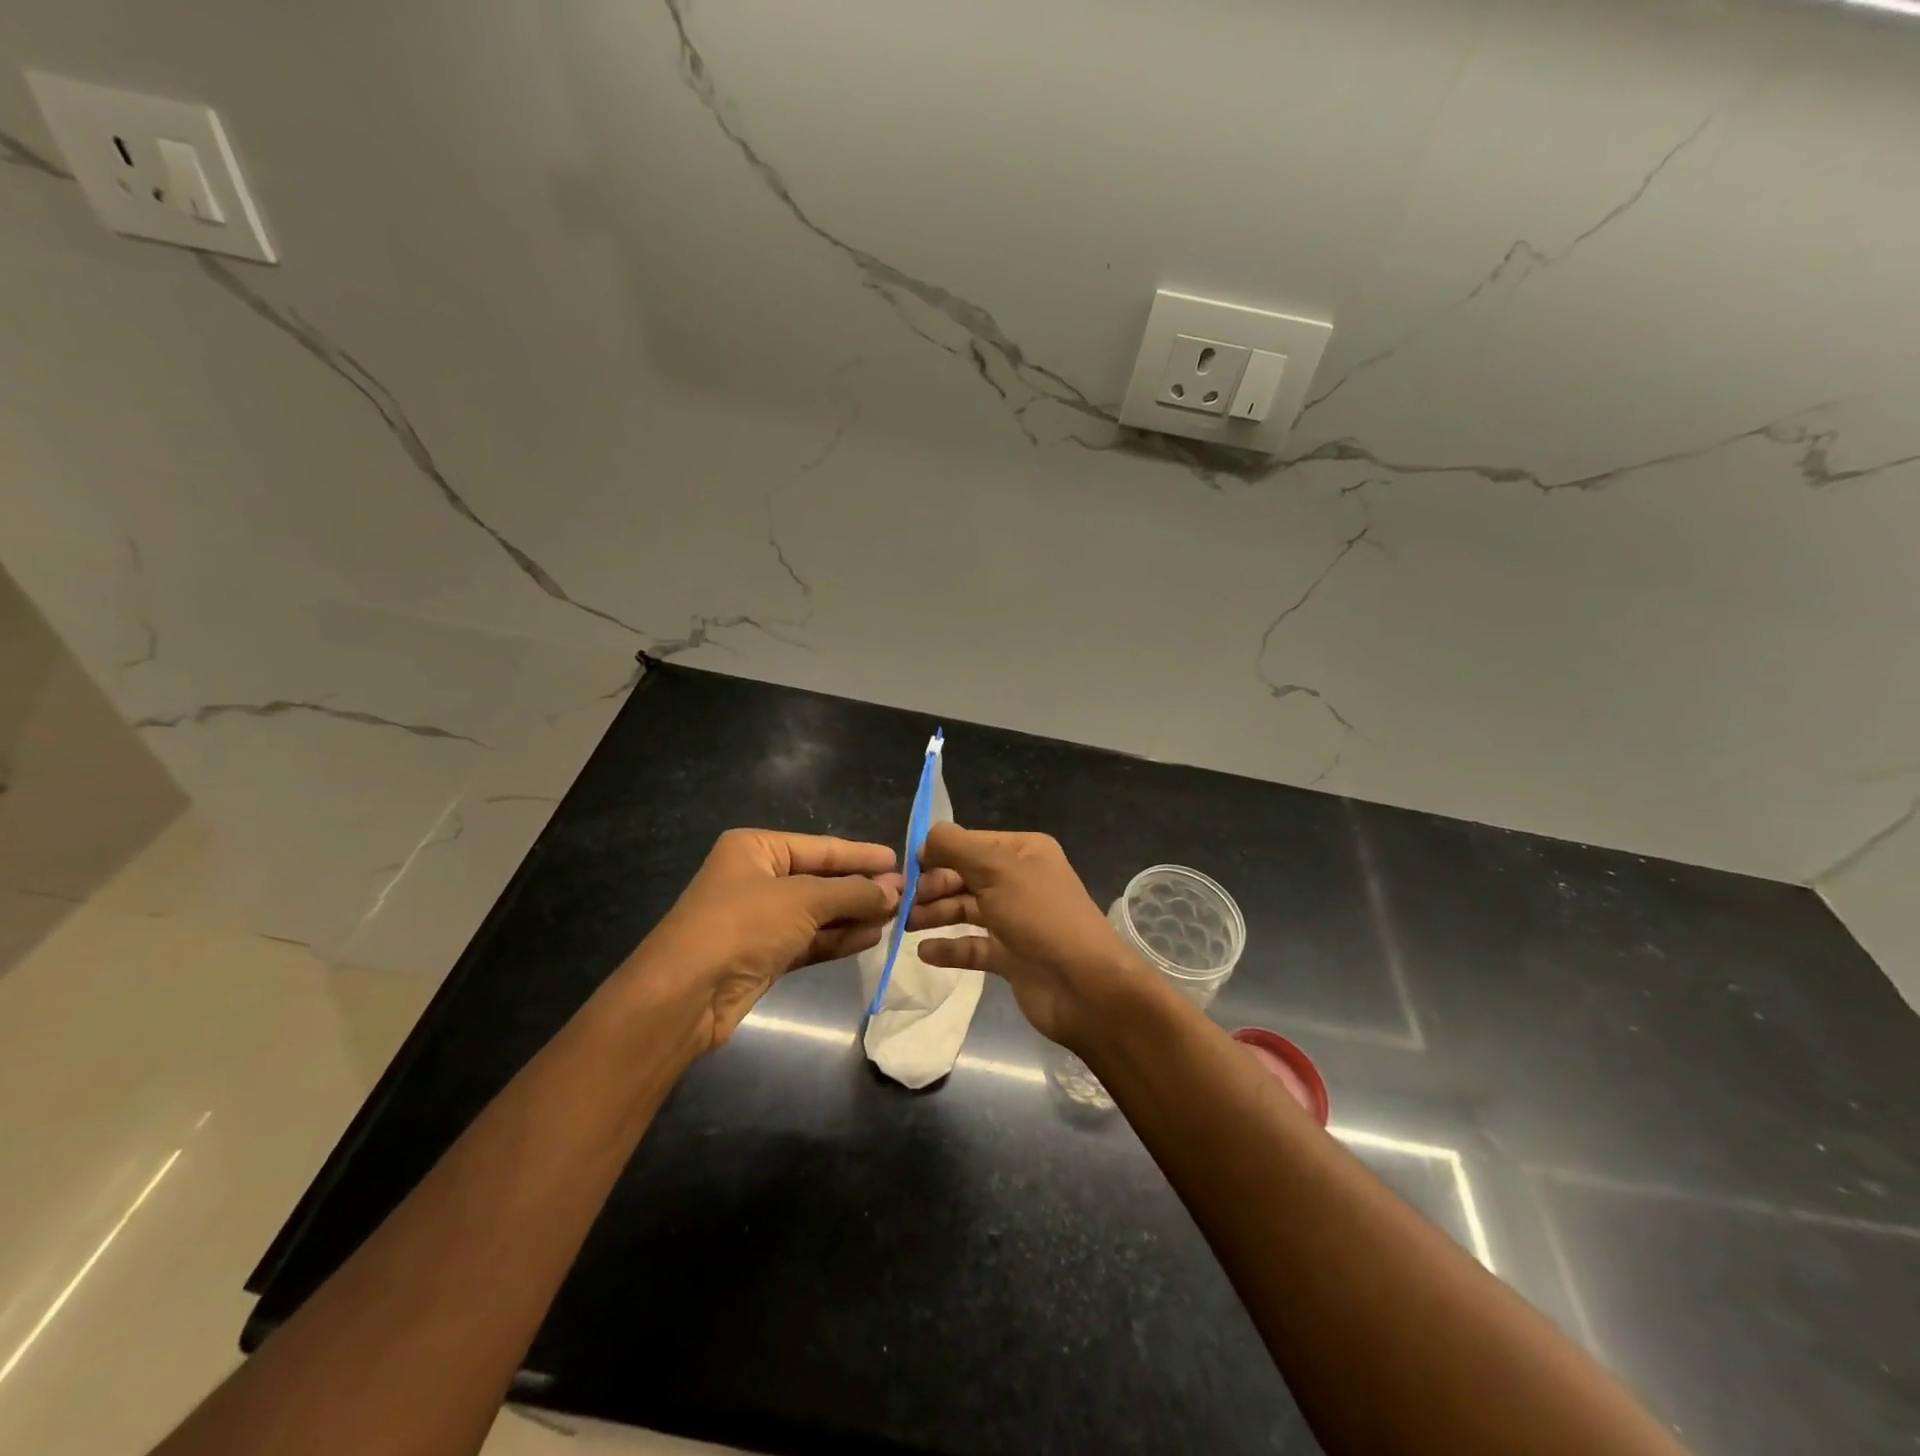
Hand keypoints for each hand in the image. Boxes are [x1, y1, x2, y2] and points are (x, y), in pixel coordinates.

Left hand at [634, 829, 900, 1050]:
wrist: (685, 995)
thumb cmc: (743, 925)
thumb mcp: (803, 900)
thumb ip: (852, 894)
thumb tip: (895, 891)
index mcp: (756, 849)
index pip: (820, 847)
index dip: (860, 855)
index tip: (899, 860)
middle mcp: (757, 878)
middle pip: (820, 879)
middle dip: (861, 888)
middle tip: (907, 892)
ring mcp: (760, 919)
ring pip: (818, 912)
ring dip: (854, 914)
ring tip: (897, 915)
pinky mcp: (764, 955)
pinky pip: (810, 940)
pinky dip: (838, 939)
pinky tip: (872, 937)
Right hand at [907, 824, 1149, 1049]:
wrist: (1083, 986)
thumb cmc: (1039, 915)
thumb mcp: (997, 869)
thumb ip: (956, 847)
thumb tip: (925, 838)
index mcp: (1023, 852)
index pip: (971, 843)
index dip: (938, 853)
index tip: (907, 869)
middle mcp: (1020, 881)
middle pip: (966, 876)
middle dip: (934, 886)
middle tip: (904, 902)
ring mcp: (1016, 920)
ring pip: (966, 910)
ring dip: (936, 914)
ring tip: (906, 925)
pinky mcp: (1011, 956)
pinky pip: (973, 946)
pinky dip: (950, 948)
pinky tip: (925, 952)